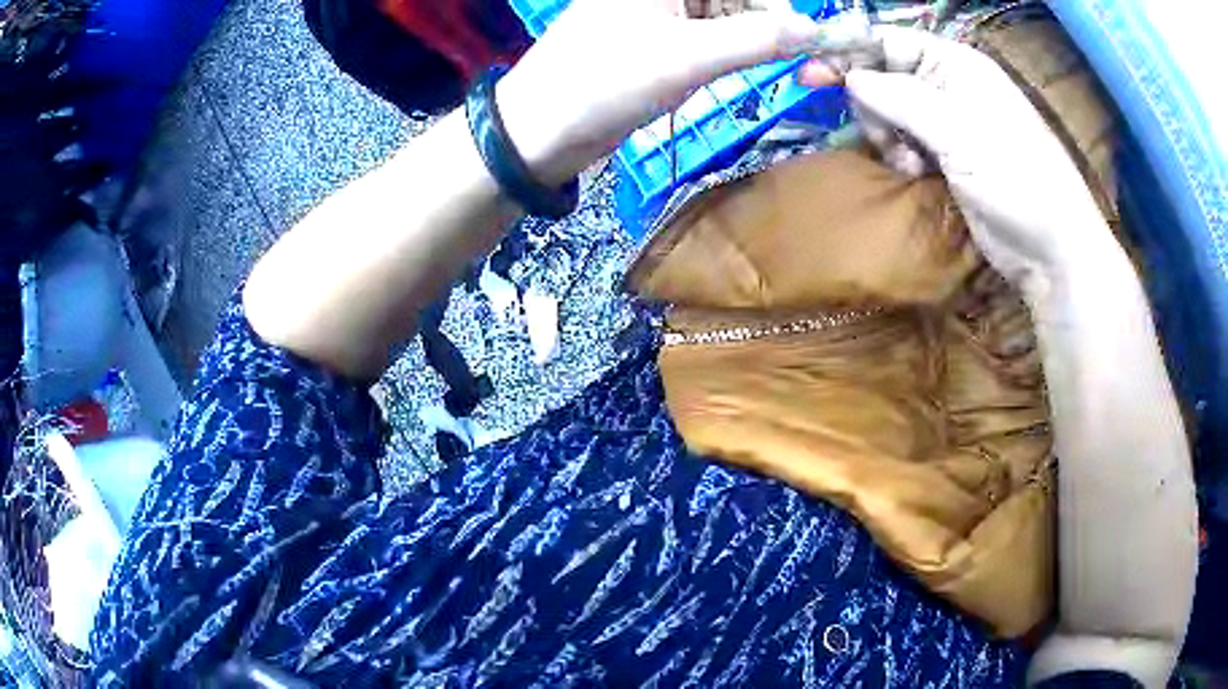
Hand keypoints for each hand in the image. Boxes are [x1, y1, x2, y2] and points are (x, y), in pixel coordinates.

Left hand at [497, 0, 850, 186]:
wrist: (540, 130)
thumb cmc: (604, 82)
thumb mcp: (688, 56)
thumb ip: (758, 38)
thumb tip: (816, 30)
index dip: (782, 6)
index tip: (817, 38)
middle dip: (776, 27)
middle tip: (815, 64)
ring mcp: (661, 12)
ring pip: (729, 19)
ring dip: (760, 45)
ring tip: (793, 73)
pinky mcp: (659, 40)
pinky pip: (712, 39)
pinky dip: (735, 55)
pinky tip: (744, 71)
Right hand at [799, 26, 1115, 293]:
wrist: (1049, 248)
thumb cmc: (1014, 177)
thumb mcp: (957, 130)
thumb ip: (900, 97)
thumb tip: (850, 77)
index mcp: (954, 64)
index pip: (889, 41)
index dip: (850, 52)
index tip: (813, 74)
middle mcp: (949, 85)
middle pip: (884, 75)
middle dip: (874, 104)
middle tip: (883, 135)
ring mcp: (949, 122)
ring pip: (891, 111)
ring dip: (888, 134)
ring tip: (909, 161)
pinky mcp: (948, 155)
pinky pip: (906, 141)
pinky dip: (902, 154)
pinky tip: (916, 171)